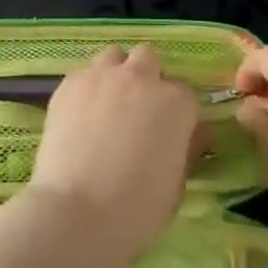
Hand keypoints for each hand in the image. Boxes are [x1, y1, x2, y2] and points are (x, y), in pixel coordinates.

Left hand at [24, 45, 201, 267]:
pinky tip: (82, 112)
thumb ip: (188, 151)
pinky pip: (85, 71)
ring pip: (114, 56)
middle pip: (149, 58)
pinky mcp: (70, 83)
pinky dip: (89, 86)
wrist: (76, 211)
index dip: (177, 113)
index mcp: (176, 103)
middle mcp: (141, 78)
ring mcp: (102, 76)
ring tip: (108, 103)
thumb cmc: (135, 209)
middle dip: (148, 77)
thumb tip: (198, 136)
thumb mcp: (177, 186)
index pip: (185, 94)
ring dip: (117, 72)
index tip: (169, 132)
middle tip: (138, 110)